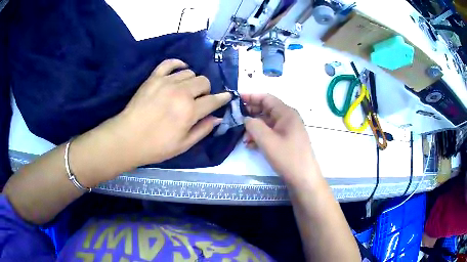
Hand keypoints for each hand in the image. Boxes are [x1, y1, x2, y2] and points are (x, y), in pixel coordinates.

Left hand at [100, 59, 231, 167]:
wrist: (128, 138)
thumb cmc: (156, 146)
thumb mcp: (183, 145)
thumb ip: (203, 130)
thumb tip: (217, 118)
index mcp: (190, 111)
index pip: (214, 100)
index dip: (223, 98)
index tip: (226, 97)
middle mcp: (181, 92)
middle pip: (203, 81)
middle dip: (206, 90)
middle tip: (199, 100)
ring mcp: (166, 82)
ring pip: (189, 72)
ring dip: (192, 81)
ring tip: (186, 90)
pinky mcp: (154, 78)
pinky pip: (169, 63)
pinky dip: (178, 64)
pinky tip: (180, 69)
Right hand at [242, 94, 318, 184]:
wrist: (303, 178)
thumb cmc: (287, 157)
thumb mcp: (267, 140)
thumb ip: (253, 125)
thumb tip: (246, 118)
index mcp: (286, 113)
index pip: (266, 98)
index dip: (251, 97)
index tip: (236, 100)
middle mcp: (288, 118)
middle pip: (266, 110)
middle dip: (251, 114)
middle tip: (236, 120)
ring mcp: (288, 129)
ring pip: (267, 123)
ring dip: (254, 128)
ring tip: (244, 139)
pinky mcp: (287, 140)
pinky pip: (271, 133)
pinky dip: (261, 136)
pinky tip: (251, 145)